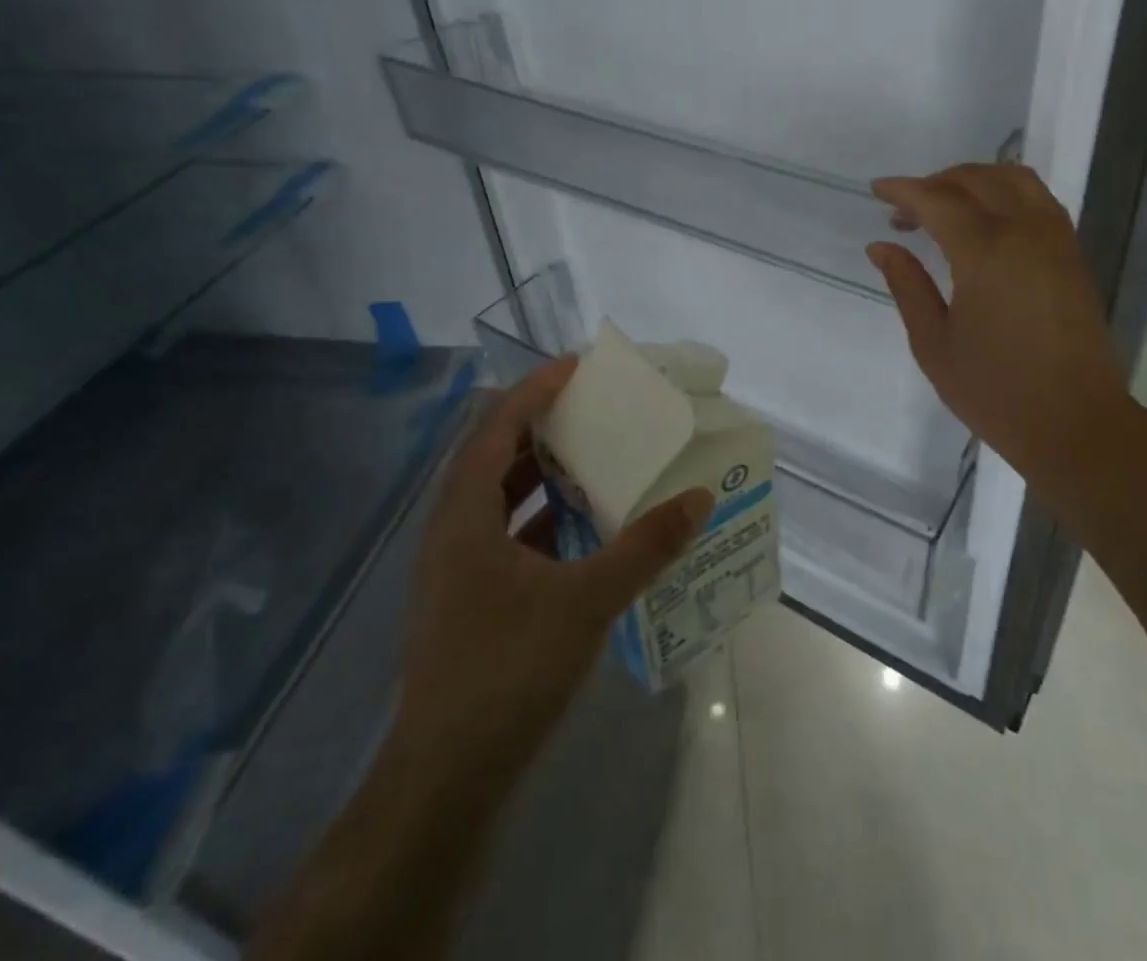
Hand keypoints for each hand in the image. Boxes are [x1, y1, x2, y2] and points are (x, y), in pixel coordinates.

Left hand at [395, 359, 713, 789]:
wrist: (447, 779)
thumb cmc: (507, 670)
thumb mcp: (587, 601)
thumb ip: (645, 546)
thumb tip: (699, 498)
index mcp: (465, 516)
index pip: (496, 427)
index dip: (535, 390)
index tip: (578, 367)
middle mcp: (454, 531)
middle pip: (494, 455)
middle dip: (542, 425)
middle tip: (593, 407)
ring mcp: (459, 568)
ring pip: (501, 497)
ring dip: (544, 472)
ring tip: (596, 456)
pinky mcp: (472, 599)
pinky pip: (510, 534)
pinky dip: (545, 517)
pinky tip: (586, 526)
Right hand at [868, 165, 1131, 503]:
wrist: (1075, 422)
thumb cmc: (994, 390)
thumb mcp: (933, 343)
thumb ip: (907, 286)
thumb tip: (881, 246)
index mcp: (985, 251)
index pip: (938, 200)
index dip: (904, 190)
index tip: (877, 190)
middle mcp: (1025, 231)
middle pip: (977, 180)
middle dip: (936, 182)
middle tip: (905, 208)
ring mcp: (1056, 240)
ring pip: (1015, 179)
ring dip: (975, 179)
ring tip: (946, 204)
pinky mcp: (1073, 255)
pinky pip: (1038, 200)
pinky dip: (1006, 193)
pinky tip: (987, 220)